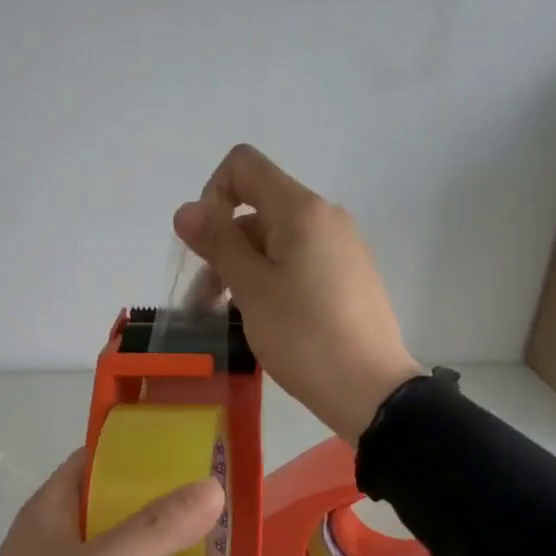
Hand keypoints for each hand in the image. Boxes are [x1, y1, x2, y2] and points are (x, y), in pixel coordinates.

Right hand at [175, 145, 425, 445]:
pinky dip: (271, 280)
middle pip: (257, 209)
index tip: (207, 245)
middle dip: (223, 246)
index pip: (244, 166)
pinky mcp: (349, 276)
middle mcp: (325, 217)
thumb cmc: (303, 336)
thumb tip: (186, 209)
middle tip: (204, 302)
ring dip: (242, 270)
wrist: (369, 389)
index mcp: (301, 210)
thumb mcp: (251, 290)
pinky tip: (264, 320)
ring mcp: (341, 247)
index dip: (213, 195)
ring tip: (227, 318)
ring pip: (276, 242)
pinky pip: (298, 263)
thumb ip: (217, 243)